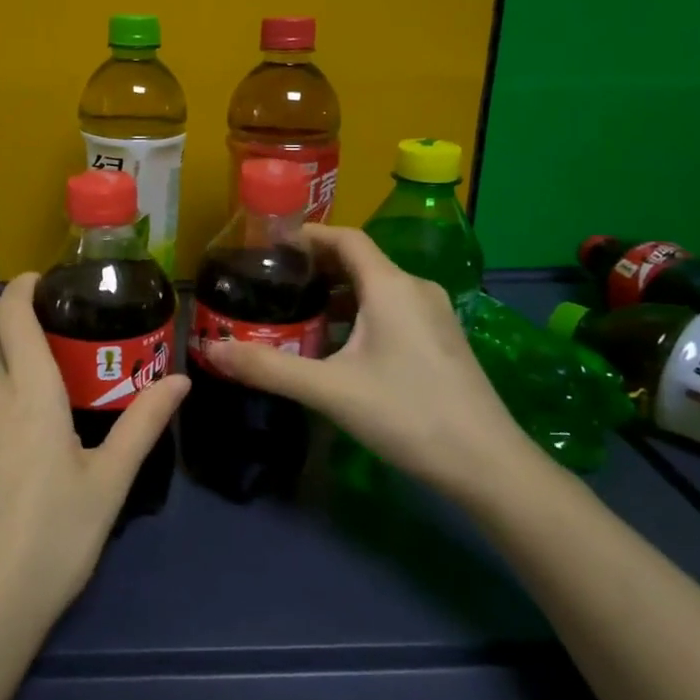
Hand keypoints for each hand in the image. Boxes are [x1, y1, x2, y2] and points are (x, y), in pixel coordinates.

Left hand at [0, 274, 189, 657]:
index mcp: (26, 392)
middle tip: (65, 351)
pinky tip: (12, 465)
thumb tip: (180, 380)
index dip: (23, 287)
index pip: (12, 314)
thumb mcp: (108, 482)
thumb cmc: (53, 540)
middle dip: (25, 334)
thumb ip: (143, 423)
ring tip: (46, 419)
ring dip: (11, 385)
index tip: (43, 280)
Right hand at [201, 227, 519, 491]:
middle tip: (275, 282)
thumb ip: (269, 368)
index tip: (271, 245)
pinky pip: (392, 310)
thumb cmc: (407, 414)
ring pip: (377, 288)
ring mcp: (434, 315)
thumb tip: (212, 351)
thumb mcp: (330, 390)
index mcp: (391, 286)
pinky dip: (359, 313)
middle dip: (317, 266)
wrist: (487, 464)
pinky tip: (338, 346)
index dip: (308, 235)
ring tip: (298, 313)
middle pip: (360, 261)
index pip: (345, 238)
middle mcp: (415, 289)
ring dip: (338, 294)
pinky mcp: (441, 340)